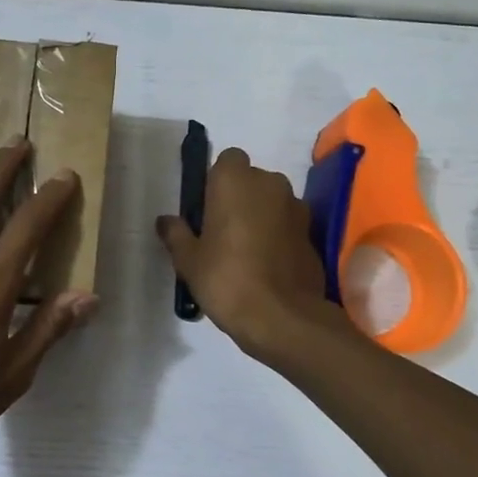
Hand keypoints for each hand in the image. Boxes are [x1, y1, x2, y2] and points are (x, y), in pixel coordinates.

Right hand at [156, 147, 334, 358]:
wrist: (281, 316)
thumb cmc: (226, 278)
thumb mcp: (188, 259)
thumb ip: (176, 234)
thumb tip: (165, 220)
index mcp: (235, 180)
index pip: (227, 160)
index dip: (217, 181)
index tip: (206, 209)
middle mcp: (270, 183)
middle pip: (251, 180)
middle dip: (239, 198)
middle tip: (220, 232)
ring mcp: (297, 208)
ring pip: (272, 202)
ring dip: (260, 216)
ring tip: (244, 252)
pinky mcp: (312, 234)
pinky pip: (288, 225)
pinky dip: (278, 236)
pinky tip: (265, 266)